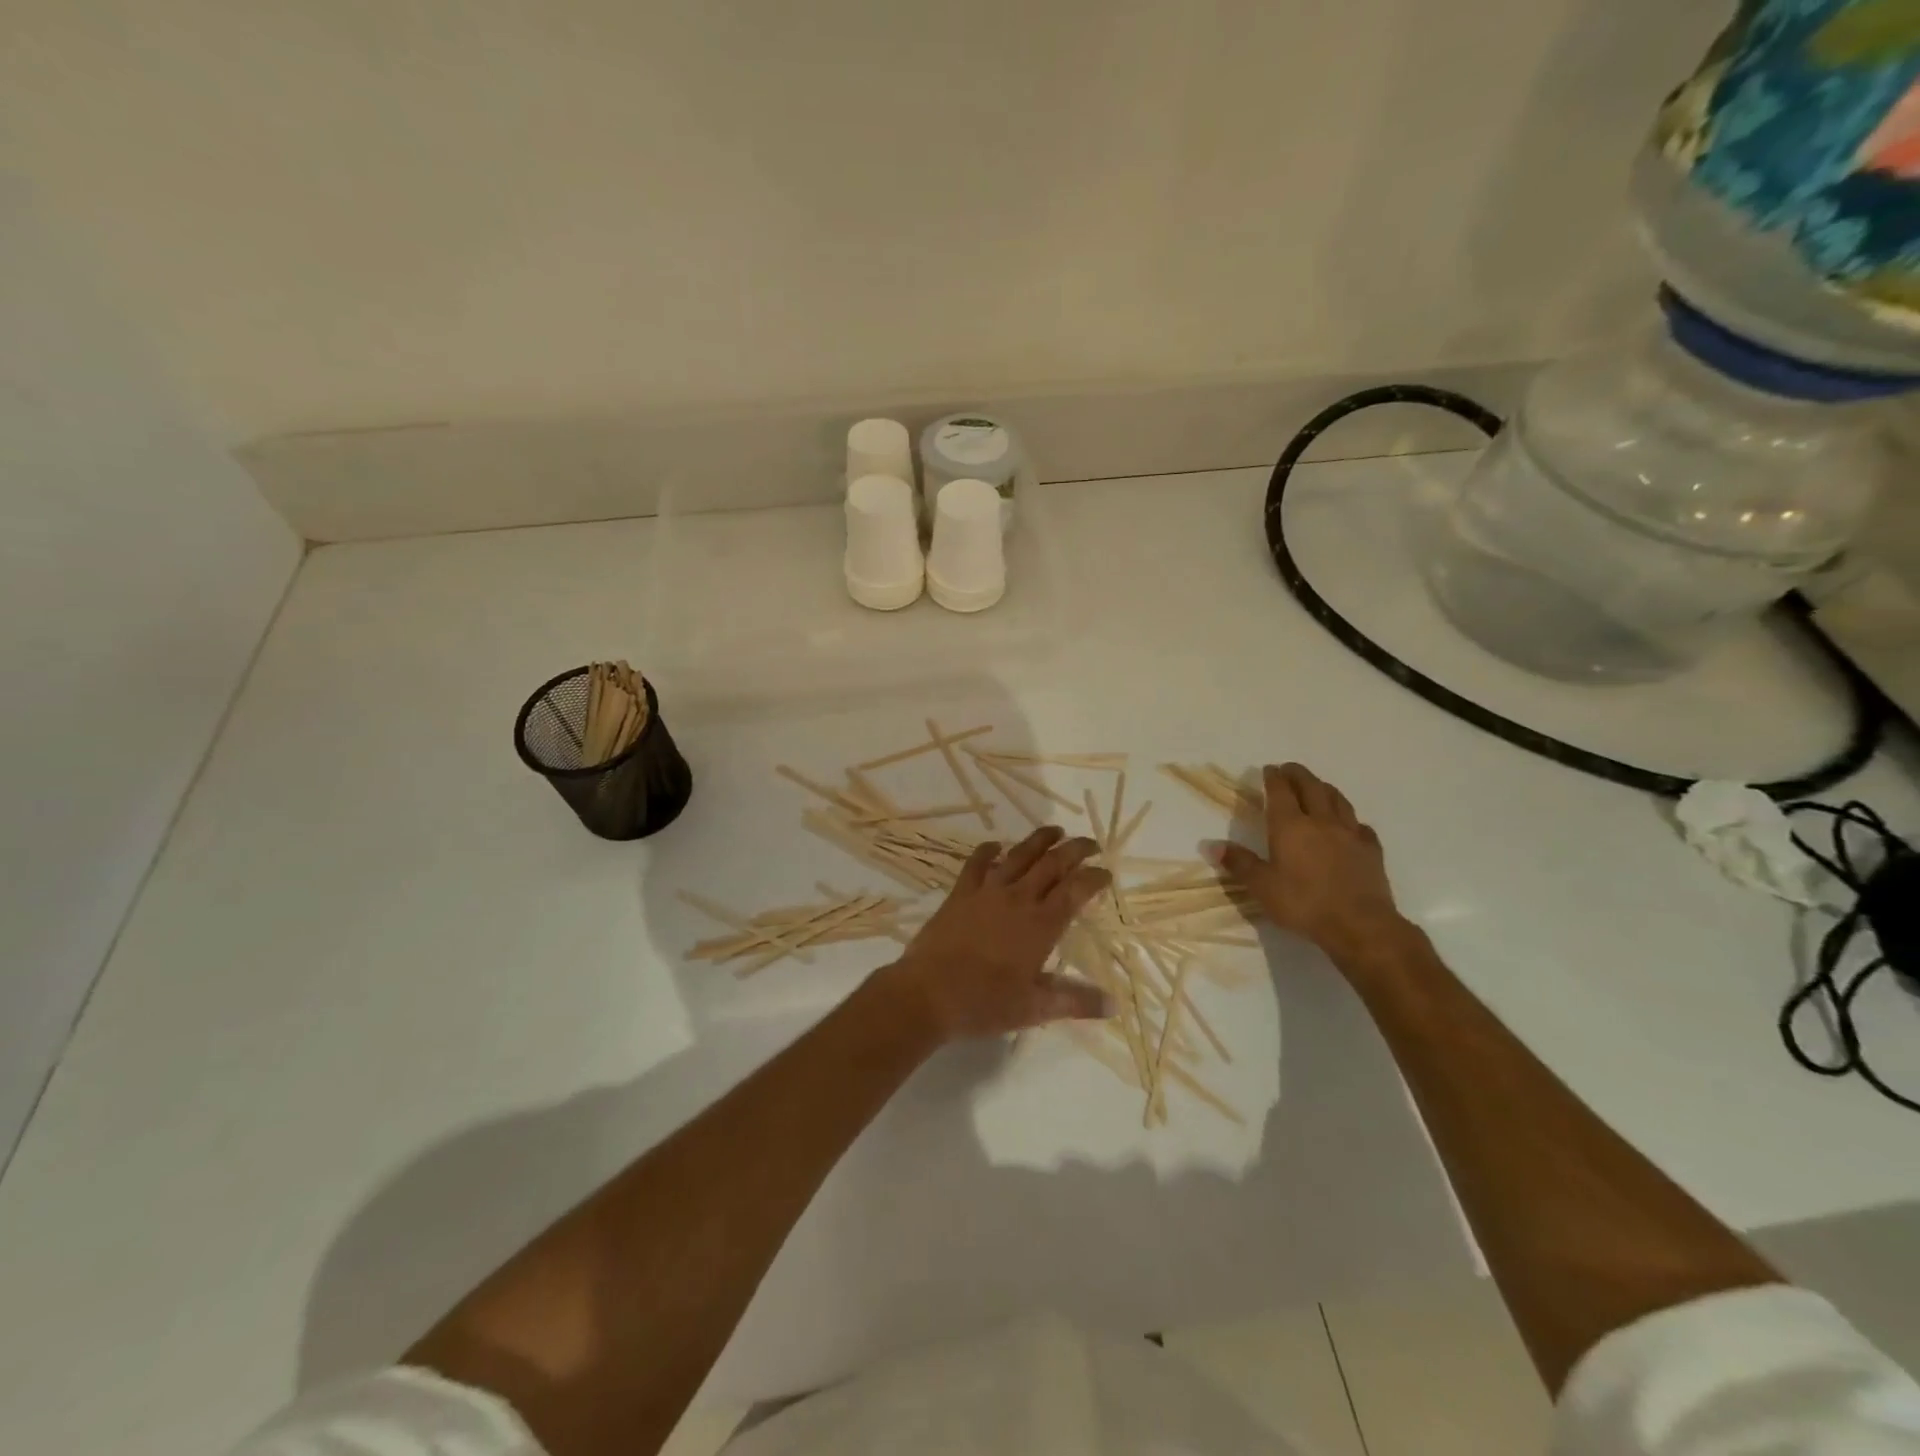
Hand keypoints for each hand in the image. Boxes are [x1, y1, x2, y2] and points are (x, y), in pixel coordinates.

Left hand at [886, 827, 1113, 1040]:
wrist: (928, 993)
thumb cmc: (984, 1003)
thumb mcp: (1034, 1008)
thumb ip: (1075, 1001)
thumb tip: (1113, 1004)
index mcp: (1040, 925)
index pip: (1075, 891)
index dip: (1094, 878)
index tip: (1106, 872)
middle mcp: (1018, 899)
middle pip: (1052, 864)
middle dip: (1074, 850)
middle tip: (1090, 843)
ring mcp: (987, 892)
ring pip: (1019, 856)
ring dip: (1039, 840)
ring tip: (1054, 830)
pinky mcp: (961, 893)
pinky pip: (976, 863)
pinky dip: (988, 850)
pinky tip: (996, 845)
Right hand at [1216, 764, 1408, 962]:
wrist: (1359, 925)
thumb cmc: (1303, 903)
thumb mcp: (1262, 886)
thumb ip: (1238, 863)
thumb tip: (1210, 846)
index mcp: (1290, 826)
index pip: (1281, 791)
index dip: (1274, 777)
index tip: (1269, 769)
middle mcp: (1321, 822)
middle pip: (1311, 787)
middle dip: (1299, 774)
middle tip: (1290, 769)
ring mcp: (1350, 834)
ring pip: (1338, 800)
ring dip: (1325, 788)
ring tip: (1318, 786)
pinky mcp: (1371, 851)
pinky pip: (1360, 826)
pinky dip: (1351, 819)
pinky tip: (1350, 826)